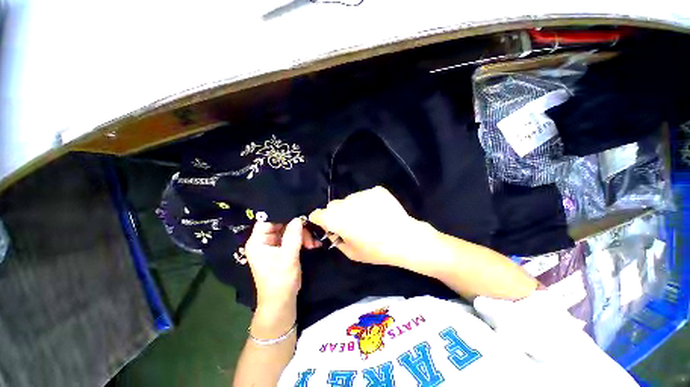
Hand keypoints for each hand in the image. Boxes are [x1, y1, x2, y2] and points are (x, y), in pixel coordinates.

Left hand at [245, 218, 319, 313]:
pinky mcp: (282, 251)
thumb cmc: (280, 279)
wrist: (282, 301)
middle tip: (310, 234)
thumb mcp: (288, 256)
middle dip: (297, 229)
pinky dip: (302, 241)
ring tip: (313, 243)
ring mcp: (273, 246)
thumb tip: (298, 218)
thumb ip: (293, 235)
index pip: (267, 220)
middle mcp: (264, 242)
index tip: (298, 214)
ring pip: (289, 232)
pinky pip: (292, 240)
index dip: (282, 216)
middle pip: (281, 226)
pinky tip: (312, 245)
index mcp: (258, 242)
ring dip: (302, 236)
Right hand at [309, 186, 430, 266]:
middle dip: (336, 214)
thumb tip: (333, 231)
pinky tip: (378, 212)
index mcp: (335, 218)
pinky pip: (365, 196)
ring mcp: (361, 193)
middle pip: (333, 205)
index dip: (319, 220)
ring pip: (350, 200)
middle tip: (350, 224)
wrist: (404, 239)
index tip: (326, 225)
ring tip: (368, 218)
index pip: (317, 214)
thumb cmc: (375, 250)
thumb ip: (337, 240)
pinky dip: (367, 203)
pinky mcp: (375, 190)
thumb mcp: (351, 252)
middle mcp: (345, 202)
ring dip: (353, 208)